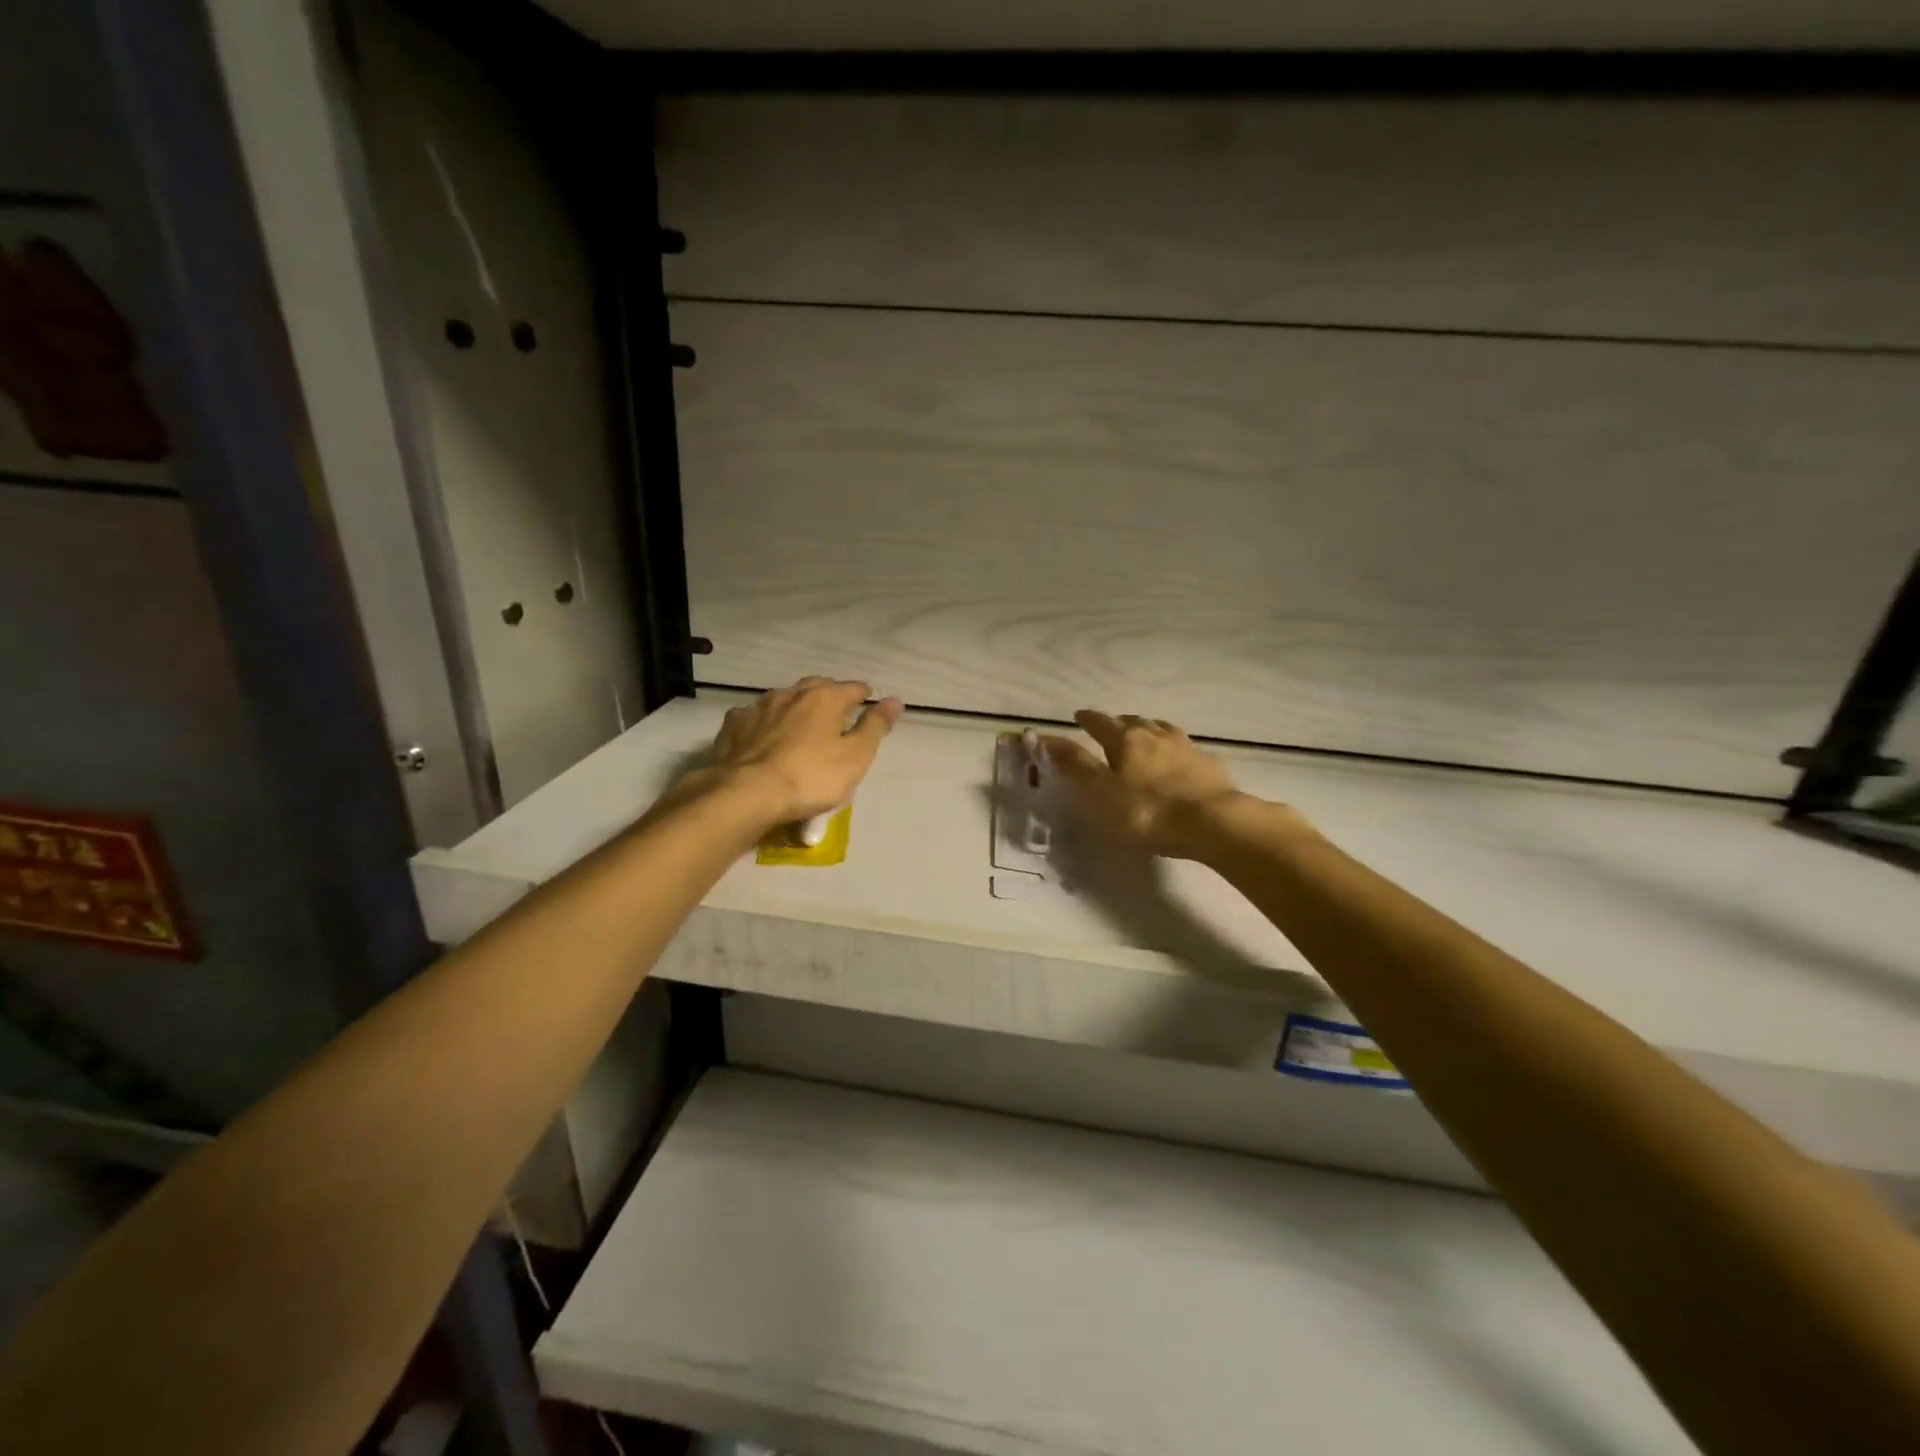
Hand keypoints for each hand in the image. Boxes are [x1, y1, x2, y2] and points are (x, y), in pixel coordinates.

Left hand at [694, 678, 902, 829]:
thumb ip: (875, 726)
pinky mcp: (733, 726)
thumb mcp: (856, 756)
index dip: (864, 696)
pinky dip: (765, 725)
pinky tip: (764, 740)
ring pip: (783, 700)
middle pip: (816, 688)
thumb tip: (895, 701)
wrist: (746, 794)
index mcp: (825, 698)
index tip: (868, 704)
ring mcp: (758, 707)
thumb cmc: (811, 777)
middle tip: (836, 717)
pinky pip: (755, 719)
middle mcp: (791, 693)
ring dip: (795, 710)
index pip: (852, 688)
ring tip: (799, 729)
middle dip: (828, 698)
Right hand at [1042, 711, 1253, 860]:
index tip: (1078, 717)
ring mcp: (1185, 747)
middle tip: (1109, 728)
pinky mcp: (1208, 764)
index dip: (1087, 719)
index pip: (1100, 722)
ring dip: (1148, 730)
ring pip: (1161, 730)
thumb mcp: (1100, 792)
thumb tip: (1048, 737)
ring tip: (1143, 736)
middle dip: (1118, 722)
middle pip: (1133, 721)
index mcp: (1126, 739)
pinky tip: (1176, 760)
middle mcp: (1155, 734)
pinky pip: (1184, 749)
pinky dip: (1173, 750)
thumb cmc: (1146, 811)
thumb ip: (1076, 765)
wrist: (1212, 822)